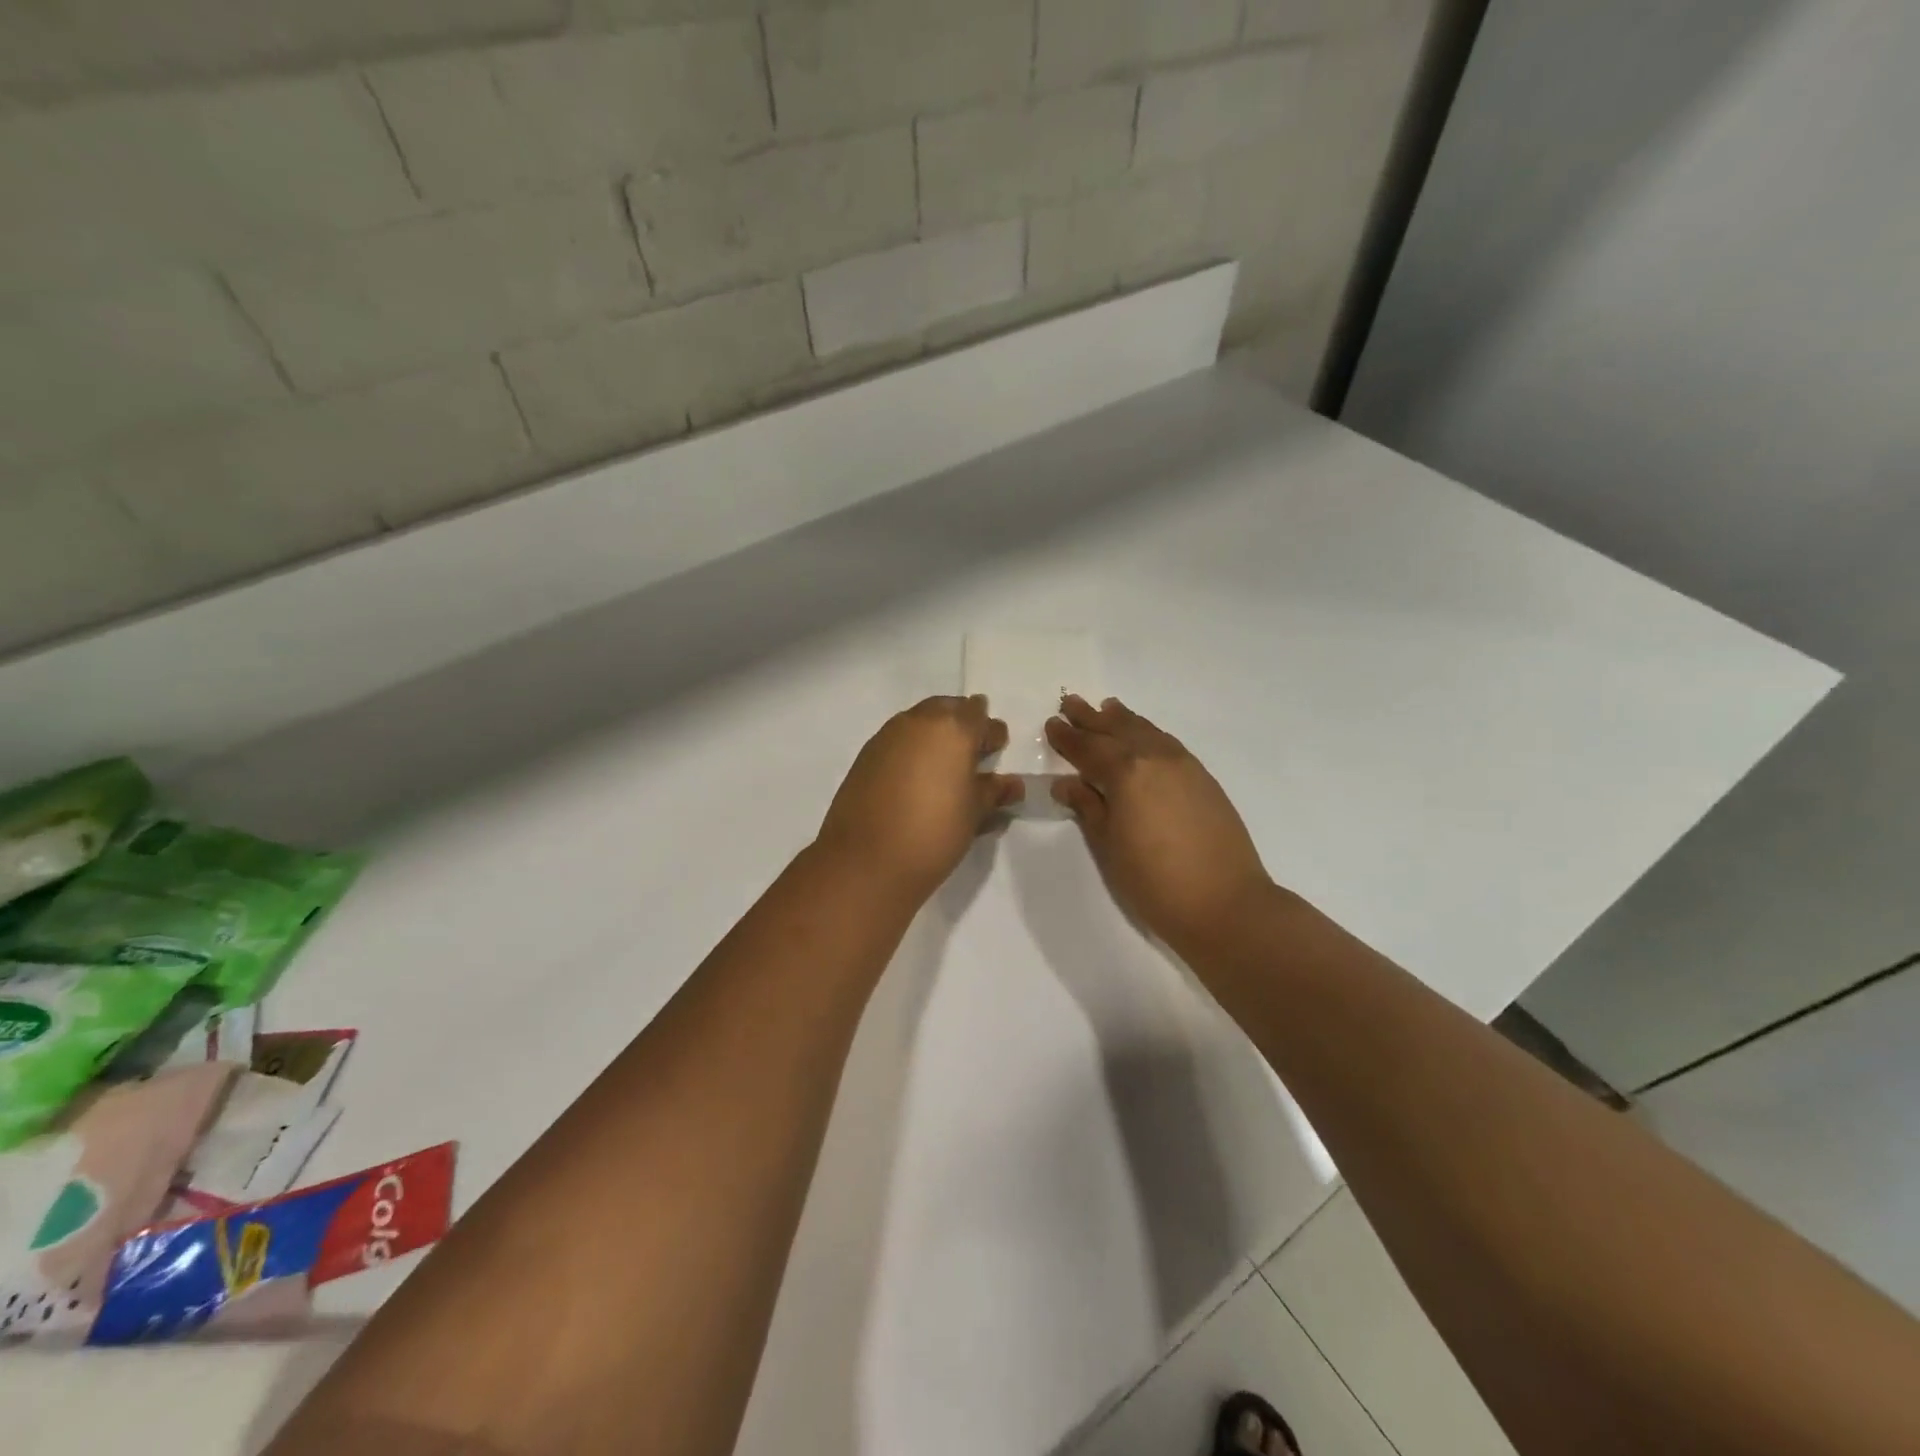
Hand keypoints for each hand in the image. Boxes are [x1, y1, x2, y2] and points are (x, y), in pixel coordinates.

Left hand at [817, 696, 1024, 905]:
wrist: (866, 860)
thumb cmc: (934, 832)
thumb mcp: (974, 813)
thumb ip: (993, 791)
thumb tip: (1012, 783)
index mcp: (954, 729)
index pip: (979, 714)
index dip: (990, 732)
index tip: (996, 750)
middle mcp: (919, 722)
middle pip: (947, 709)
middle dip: (961, 724)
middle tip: (971, 753)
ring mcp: (887, 736)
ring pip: (919, 722)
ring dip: (934, 735)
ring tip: (944, 768)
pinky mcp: (865, 755)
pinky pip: (897, 740)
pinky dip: (911, 751)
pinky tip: (916, 779)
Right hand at [1046, 696, 1272, 957]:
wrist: (1225, 903)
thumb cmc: (1154, 881)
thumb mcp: (1109, 846)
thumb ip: (1088, 807)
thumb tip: (1066, 782)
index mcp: (1126, 773)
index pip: (1088, 748)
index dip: (1067, 737)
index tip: (1052, 723)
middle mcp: (1155, 758)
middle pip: (1117, 731)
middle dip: (1091, 718)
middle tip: (1070, 701)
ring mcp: (1184, 766)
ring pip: (1147, 732)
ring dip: (1123, 719)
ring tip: (1107, 708)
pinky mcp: (1204, 779)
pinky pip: (1167, 743)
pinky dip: (1149, 733)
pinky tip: (1144, 736)